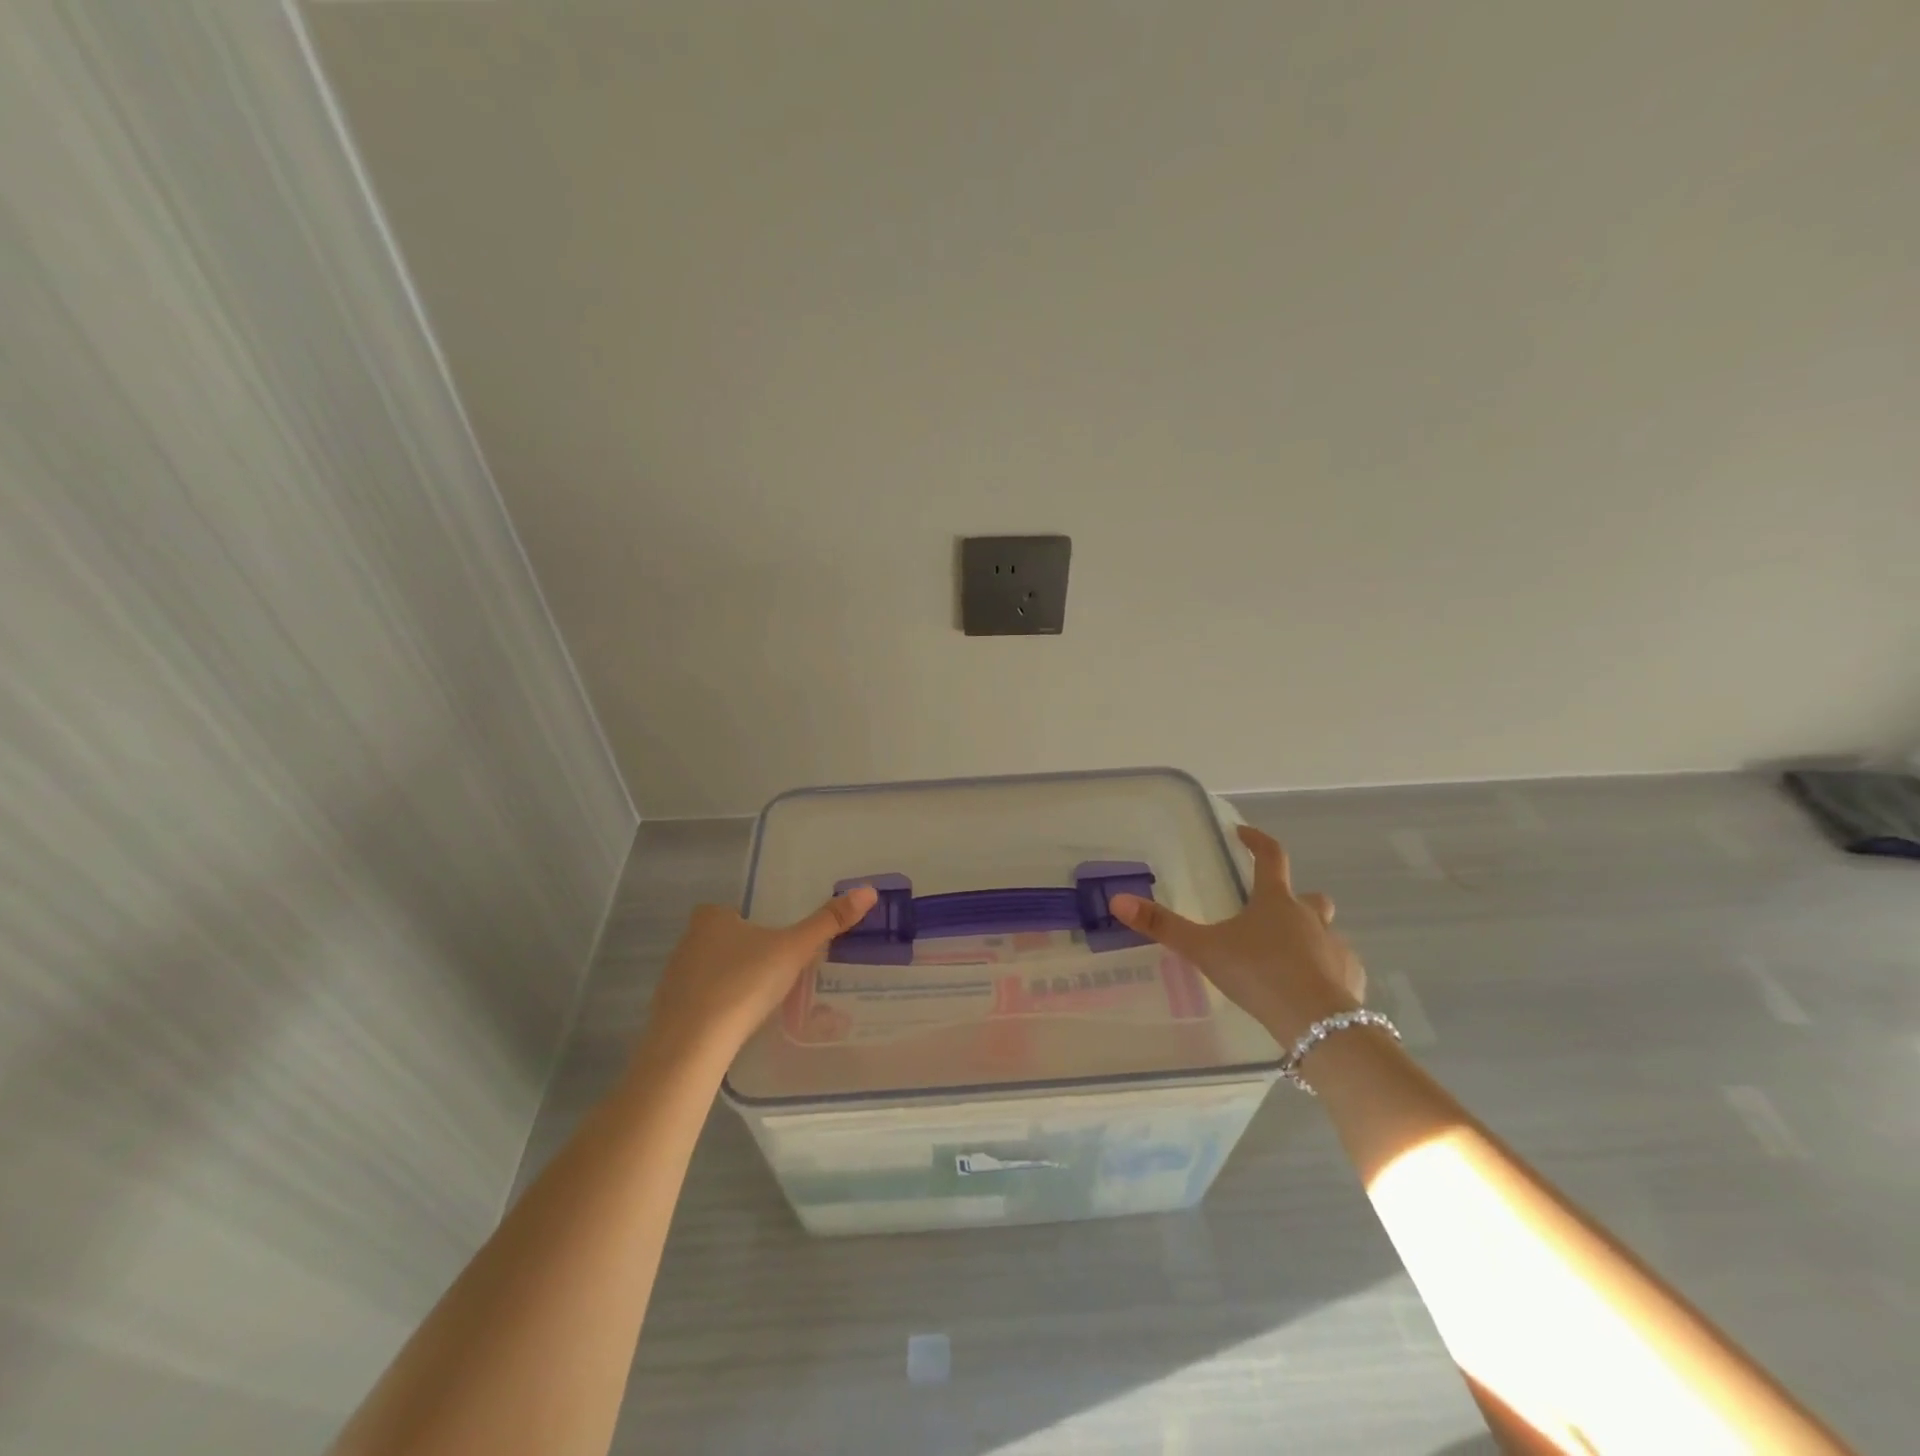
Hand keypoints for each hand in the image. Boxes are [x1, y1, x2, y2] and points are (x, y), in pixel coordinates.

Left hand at [641, 885, 879, 1062]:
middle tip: (772, 972)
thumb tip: (868, 891)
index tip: (771, 942)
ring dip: (727, 982)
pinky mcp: (667, 1013)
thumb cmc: (743, 984)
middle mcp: (687, 942)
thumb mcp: (793, 950)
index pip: (726, 912)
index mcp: (711, 919)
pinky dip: (714, 1010)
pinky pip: (697, 1003)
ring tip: (758, 1002)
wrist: (691, 1045)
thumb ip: (828, 922)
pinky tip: (734, 1027)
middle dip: (740, 953)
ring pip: (706, 973)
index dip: (748, 924)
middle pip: (718, 941)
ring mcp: (672, 979)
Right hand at [1110, 825, 1364, 1044]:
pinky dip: (1326, 971)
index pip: (1270, 856)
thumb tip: (1118, 900)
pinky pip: (1339, 966)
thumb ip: (1163, 926)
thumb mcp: (1203, 949)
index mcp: (1275, 901)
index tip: (1242, 834)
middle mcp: (1310, 917)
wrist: (1316, 1022)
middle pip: (1309, 896)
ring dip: (1310, 937)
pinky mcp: (1352, 979)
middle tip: (1270, 914)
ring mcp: (1336, 948)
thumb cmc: (1258, 973)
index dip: (1256, 841)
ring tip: (1286, 959)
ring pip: (1325, 932)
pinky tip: (1308, 991)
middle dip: (1294, 899)